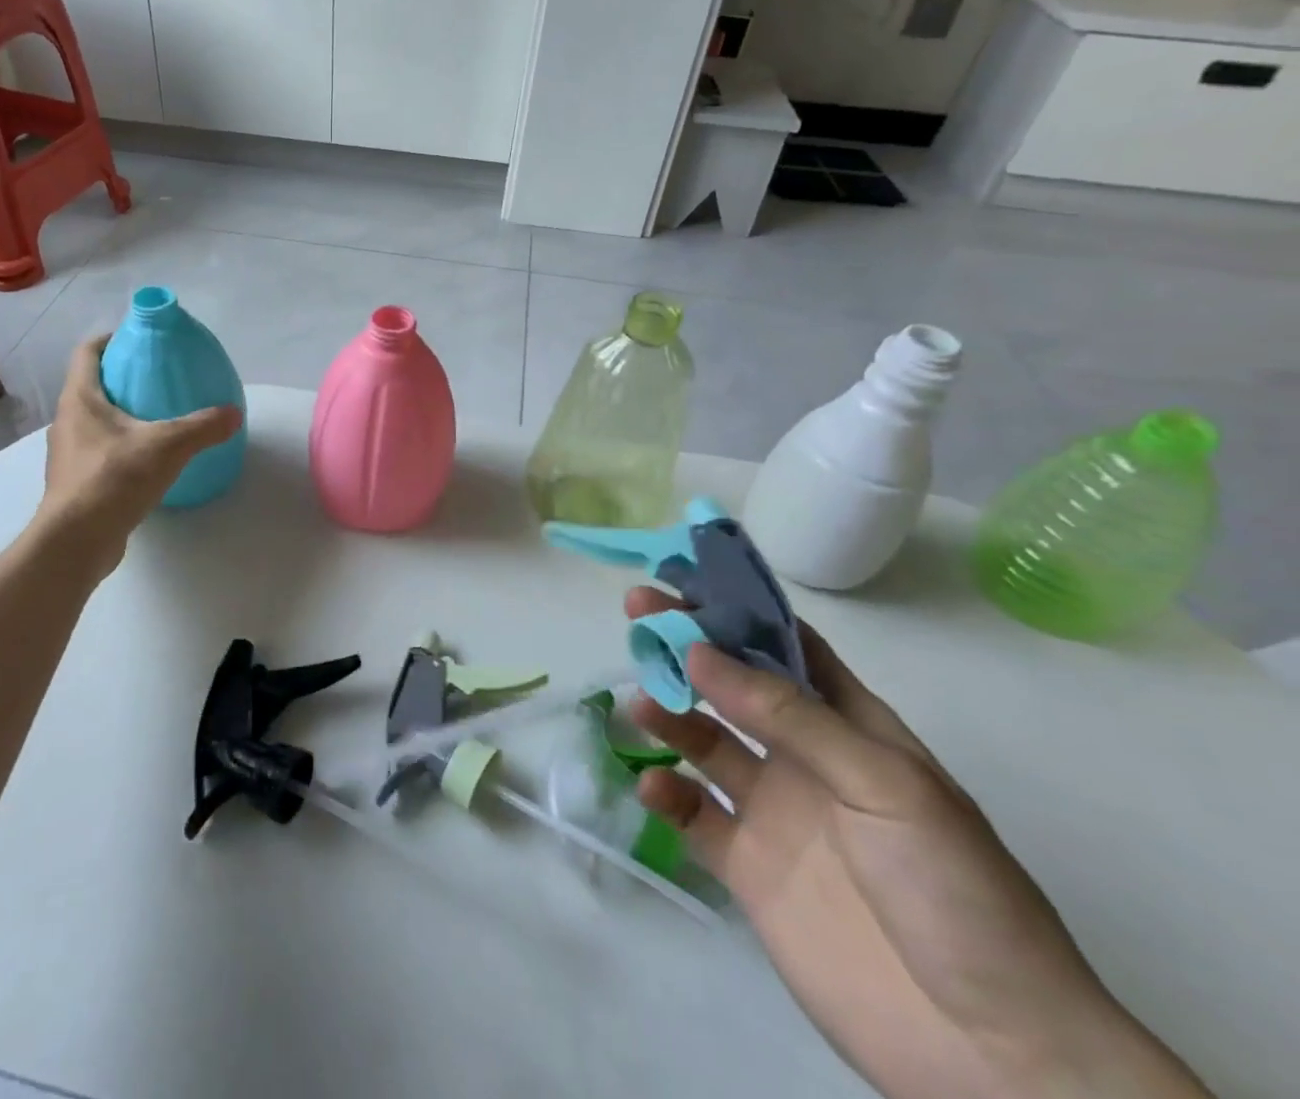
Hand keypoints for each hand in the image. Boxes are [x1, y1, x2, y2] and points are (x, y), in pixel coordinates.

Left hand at [36, 335, 242, 568]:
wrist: (76, 541)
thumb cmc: (114, 479)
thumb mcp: (168, 446)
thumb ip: (203, 426)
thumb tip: (234, 413)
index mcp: (81, 399)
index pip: (87, 352)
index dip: (111, 339)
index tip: (139, 339)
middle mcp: (68, 421)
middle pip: (92, 385)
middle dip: (122, 378)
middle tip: (159, 379)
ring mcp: (68, 454)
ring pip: (95, 421)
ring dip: (121, 415)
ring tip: (158, 419)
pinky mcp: (76, 482)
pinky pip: (100, 451)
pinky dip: (121, 446)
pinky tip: (149, 460)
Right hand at [624, 587, 1209, 1098]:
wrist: (991, 1054)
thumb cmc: (956, 891)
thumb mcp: (885, 785)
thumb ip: (790, 717)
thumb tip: (699, 652)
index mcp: (851, 728)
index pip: (787, 647)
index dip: (738, 608)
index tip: (684, 578)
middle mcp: (805, 758)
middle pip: (733, 684)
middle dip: (686, 646)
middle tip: (637, 612)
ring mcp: (774, 811)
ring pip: (704, 741)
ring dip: (669, 714)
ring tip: (641, 704)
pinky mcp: (747, 866)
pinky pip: (693, 815)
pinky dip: (666, 794)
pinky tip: (654, 787)